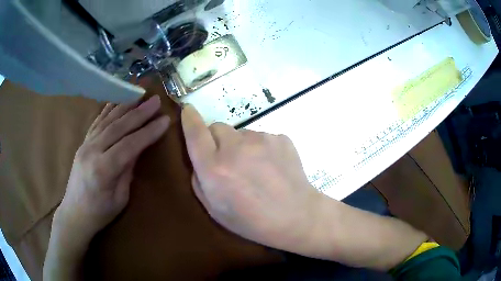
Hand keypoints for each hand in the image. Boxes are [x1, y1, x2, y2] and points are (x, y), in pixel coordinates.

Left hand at [55, 96, 169, 240]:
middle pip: (118, 127)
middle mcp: (92, 151)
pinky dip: (108, 110)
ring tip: (140, 94)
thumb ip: (128, 170)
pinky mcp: (83, 143)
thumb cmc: (100, 213)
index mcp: (103, 170)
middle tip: (156, 101)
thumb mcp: (120, 198)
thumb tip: (138, 148)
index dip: (148, 132)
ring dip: (125, 106)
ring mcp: (85, 145)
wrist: (74, 213)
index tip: (165, 120)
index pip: (129, 145)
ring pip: (107, 120)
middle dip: (139, 113)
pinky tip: (117, 101)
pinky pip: (96, 122)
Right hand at [181, 105, 323, 254]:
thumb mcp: (215, 210)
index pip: (196, 133)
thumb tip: (199, 159)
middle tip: (228, 161)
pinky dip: (260, 148)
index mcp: (215, 169)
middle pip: (217, 127)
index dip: (189, 119)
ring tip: (255, 169)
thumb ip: (199, 181)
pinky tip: (271, 168)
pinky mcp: (280, 138)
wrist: (296, 216)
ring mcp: (261, 139)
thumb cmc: (252, 221)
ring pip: (241, 133)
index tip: (187, 110)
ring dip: (240, 146)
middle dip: (216, 140)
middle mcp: (235, 148)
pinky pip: (262, 137)